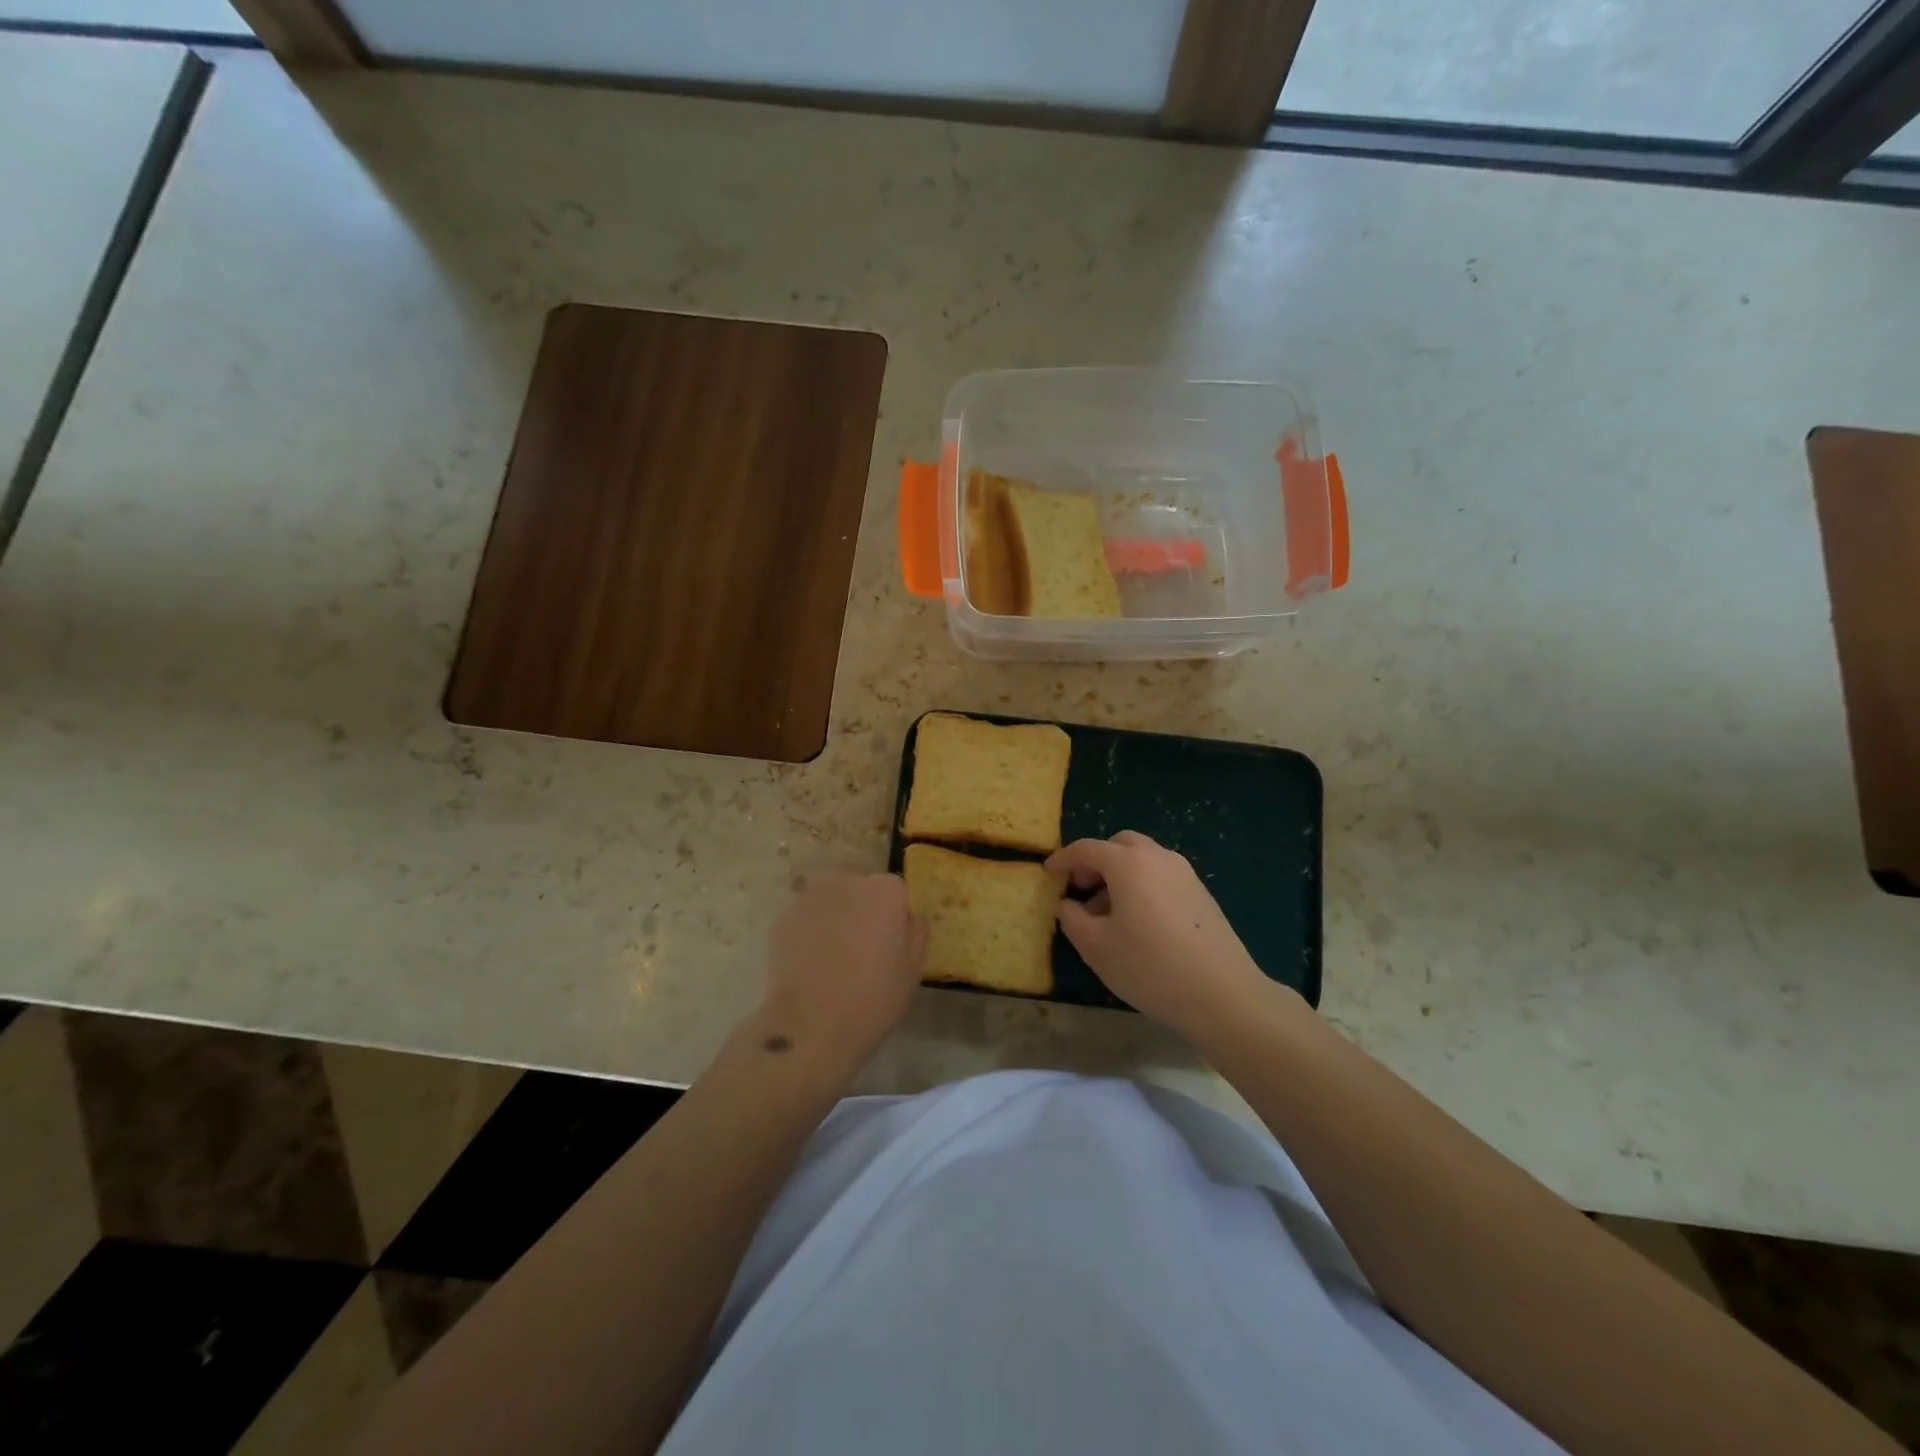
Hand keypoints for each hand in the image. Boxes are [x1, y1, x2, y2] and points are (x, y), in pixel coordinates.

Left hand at [754, 872, 925, 1075]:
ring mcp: (811, 897)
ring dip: (834, 916)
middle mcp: (848, 881)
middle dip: (862, 909)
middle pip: (860, 888)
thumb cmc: (874, 997)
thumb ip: (915, 930)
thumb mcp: (913, 968)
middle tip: (861, 948)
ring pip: (830, 899)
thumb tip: (908, 915)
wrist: (811, 1025)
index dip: (893, 917)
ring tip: (833, 955)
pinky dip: (809, 931)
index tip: (889, 943)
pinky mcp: (783, 916)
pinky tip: (810, 963)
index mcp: (886, 890)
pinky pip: (805, 917)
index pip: (895, 891)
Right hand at [1048, 831, 1272, 1039]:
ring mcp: (1185, 874)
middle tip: (1082, 889)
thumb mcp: (1096, 947)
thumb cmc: (1150, 967)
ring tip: (1108, 913)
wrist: (1223, 994)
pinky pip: (1162, 876)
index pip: (1087, 849)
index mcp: (1128, 863)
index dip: (1063, 859)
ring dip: (1120, 874)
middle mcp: (1158, 857)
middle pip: (1119, 845)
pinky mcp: (1202, 894)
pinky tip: (1139, 922)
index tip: (1048, 873)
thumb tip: (1067, 904)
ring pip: (1143, 860)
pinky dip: (1142, 885)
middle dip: (1096, 861)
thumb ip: (1073, 919)